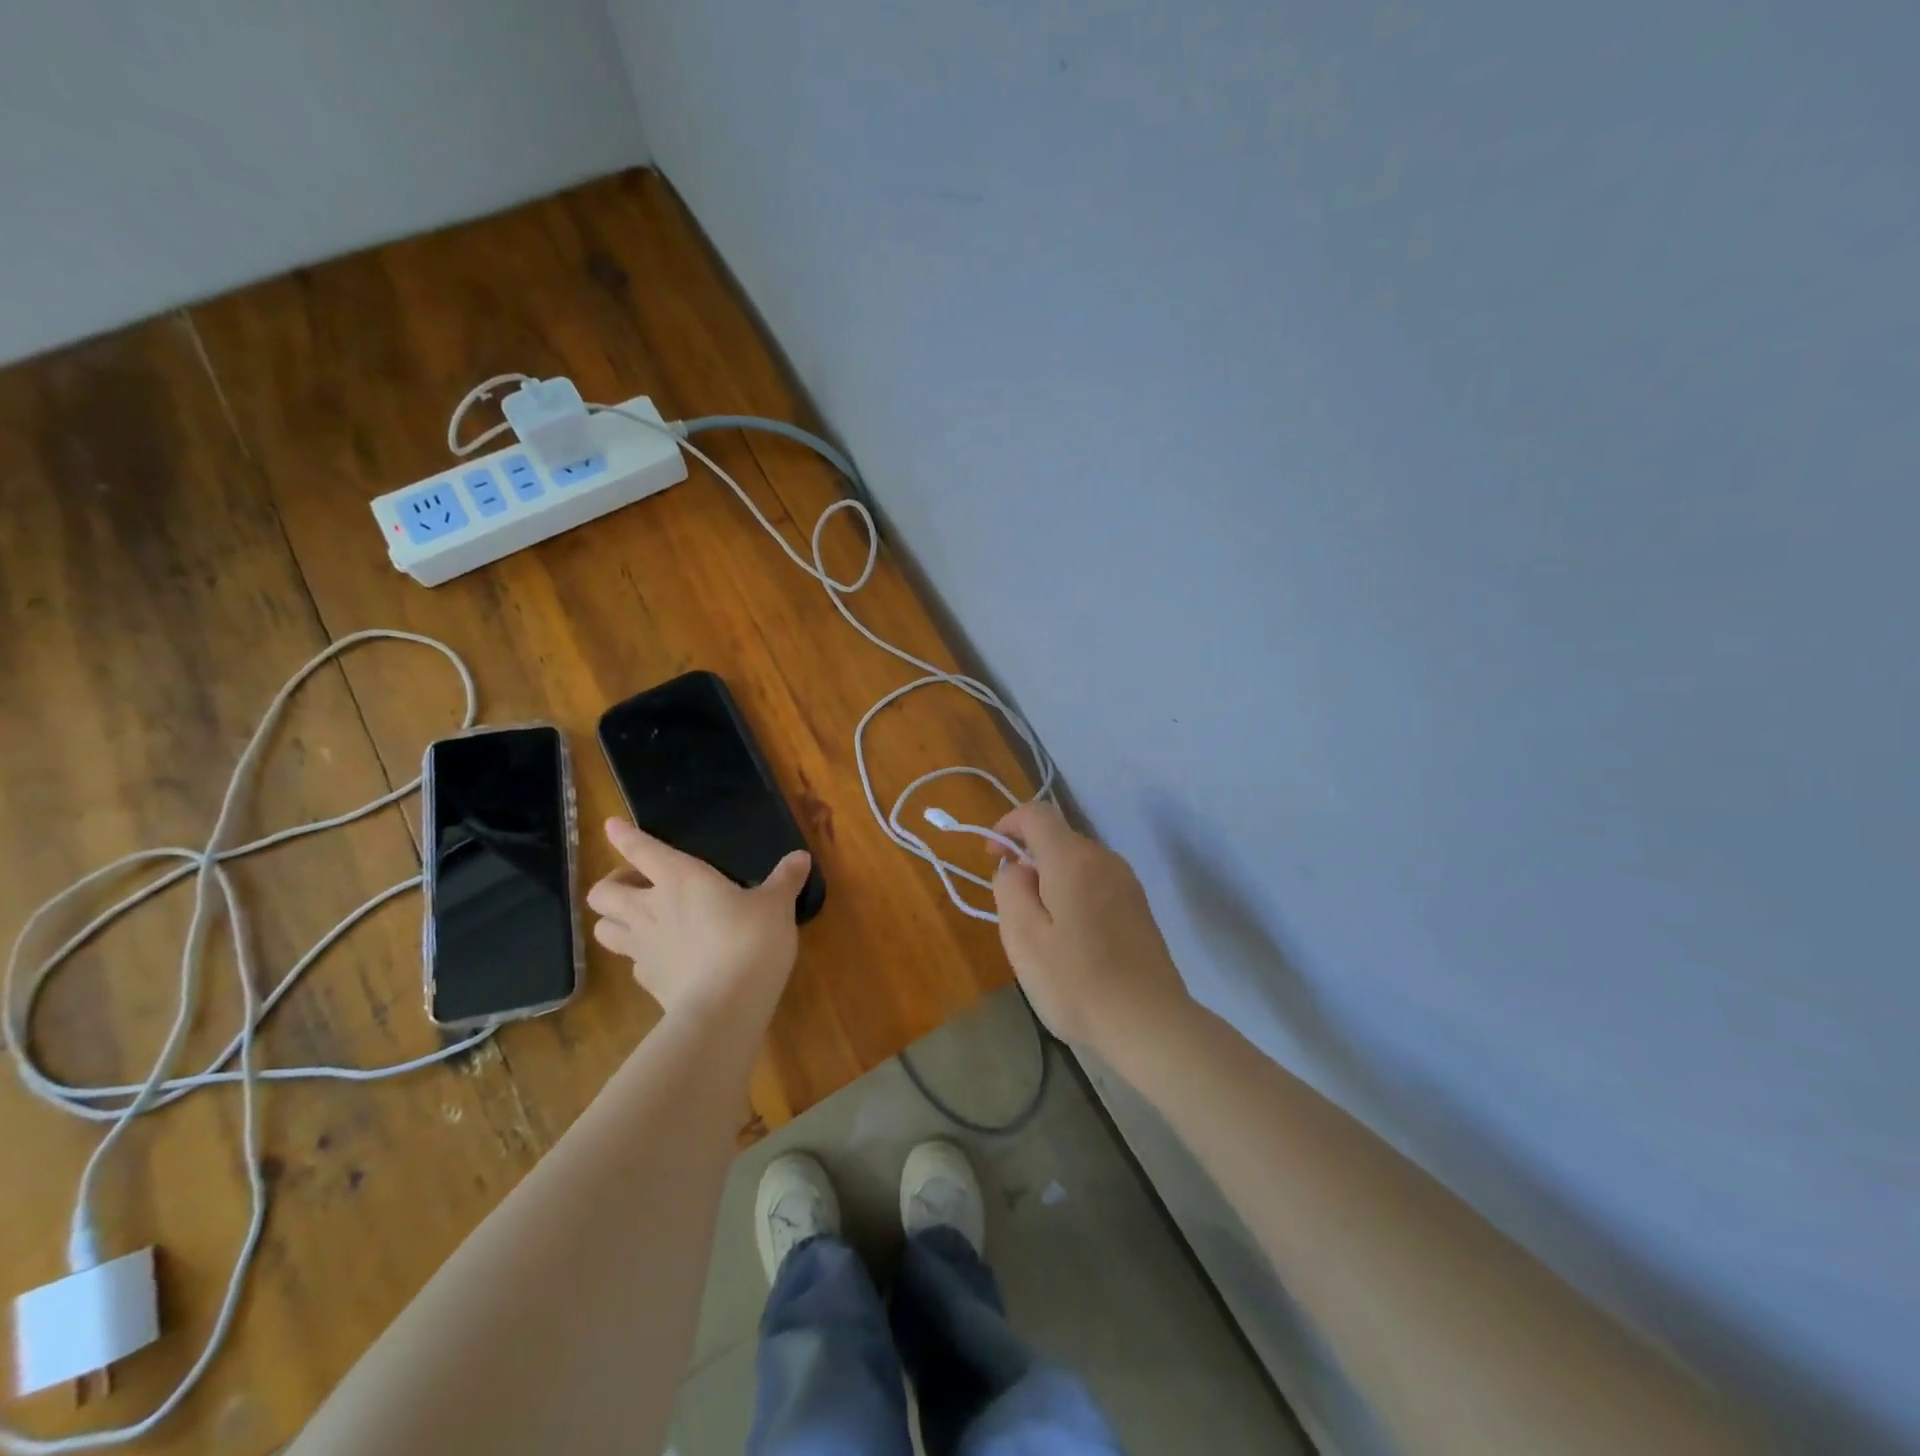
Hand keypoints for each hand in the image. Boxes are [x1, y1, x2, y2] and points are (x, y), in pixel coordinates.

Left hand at [586, 818, 810, 1021]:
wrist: (726, 1005)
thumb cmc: (750, 940)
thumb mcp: (776, 905)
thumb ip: (785, 880)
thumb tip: (801, 857)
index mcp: (680, 878)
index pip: (640, 850)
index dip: (623, 836)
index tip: (612, 826)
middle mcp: (651, 908)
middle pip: (602, 892)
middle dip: (612, 885)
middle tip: (637, 886)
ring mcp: (643, 948)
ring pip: (602, 928)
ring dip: (613, 920)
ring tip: (637, 920)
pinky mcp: (647, 981)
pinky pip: (631, 962)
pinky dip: (639, 956)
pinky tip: (662, 957)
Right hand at [989, 801, 1189, 1053]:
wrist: (1149, 1024)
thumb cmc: (1076, 982)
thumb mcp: (1022, 937)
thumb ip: (1010, 889)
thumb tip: (1016, 867)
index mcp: (1073, 859)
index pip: (1036, 813)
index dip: (1007, 825)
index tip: (992, 858)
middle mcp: (1104, 859)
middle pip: (1057, 838)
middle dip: (1028, 860)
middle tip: (1014, 909)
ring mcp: (1127, 882)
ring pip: (1077, 862)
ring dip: (1051, 881)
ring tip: (1042, 931)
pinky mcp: (1138, 906)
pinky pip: (1095, 883)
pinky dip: (1073, 895)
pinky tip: (1072, 940)